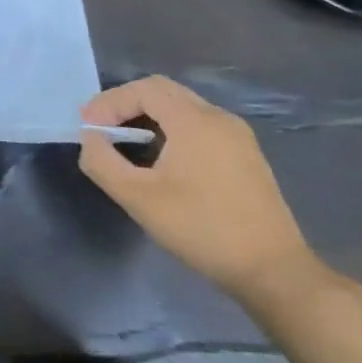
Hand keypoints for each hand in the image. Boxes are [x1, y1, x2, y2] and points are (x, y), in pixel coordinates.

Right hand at [78, 75, 319, 303]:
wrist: (273, 272)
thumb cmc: (202, 229)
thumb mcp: (137, 197)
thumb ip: (101, 161)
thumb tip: (91, 138)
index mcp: (195, 122)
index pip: (143, 89)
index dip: (109, 102)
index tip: (87, 128)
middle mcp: (219, 119)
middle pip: (163, 91)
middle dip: (125, 104)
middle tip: (101, 128)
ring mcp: (237, 137)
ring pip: (182, 107)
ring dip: (147, 116)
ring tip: (123, 142)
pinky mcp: (245, 156)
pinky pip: (199, 125)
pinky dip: (170, 129)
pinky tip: (159, 158)